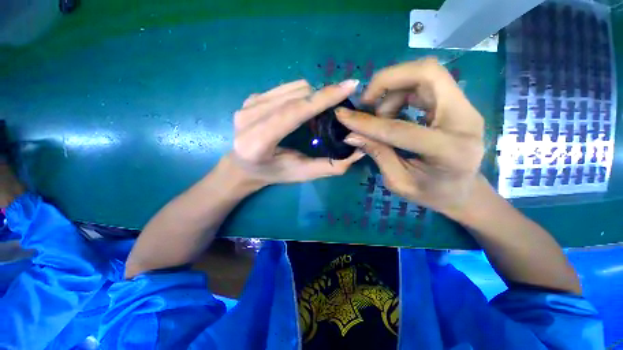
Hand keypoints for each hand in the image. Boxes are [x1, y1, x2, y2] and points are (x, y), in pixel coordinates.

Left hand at [230, 79, 363, 185]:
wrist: (242, 166)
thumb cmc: (273, 173)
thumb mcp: (301, 173)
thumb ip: (329, 166)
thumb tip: (358, 152)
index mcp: (258, 142)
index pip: (293, 113)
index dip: (322, 99)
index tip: (349, 86)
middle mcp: (248, 118)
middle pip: (295, 95)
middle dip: (322, 98)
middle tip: (335, 111)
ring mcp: (247, 105)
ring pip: (292, 87)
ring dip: (312, 96)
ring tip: (317, 114)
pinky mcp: (250, 98)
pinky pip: (285, 87)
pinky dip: (300, 95)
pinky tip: (301, 110)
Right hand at [335, 58, 484, 216]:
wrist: (462, 191)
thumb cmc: (431, 193)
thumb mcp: (398, 181)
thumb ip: (377, 153)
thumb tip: (351, 135)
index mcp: (450, 151)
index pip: (400, 128)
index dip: (368, 123)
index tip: (342, 116)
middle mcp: (465, 119)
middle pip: (427, 73)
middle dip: (387, 80)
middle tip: (367, 101)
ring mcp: (465, 107)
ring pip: (425, 74)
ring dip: (393, 89)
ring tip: (380, 115)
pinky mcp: (458, 103)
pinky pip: (426, 83)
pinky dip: (401, 91)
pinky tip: (392, 112)